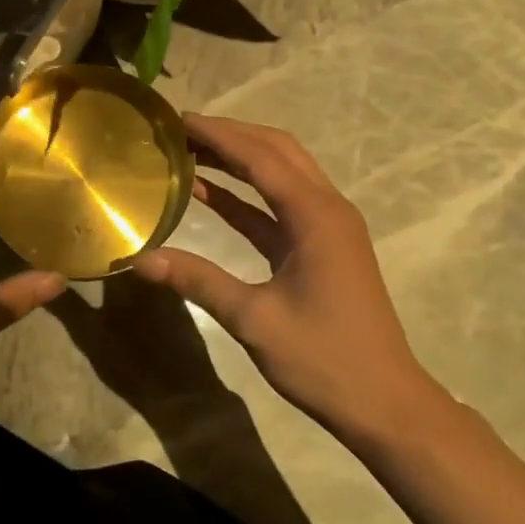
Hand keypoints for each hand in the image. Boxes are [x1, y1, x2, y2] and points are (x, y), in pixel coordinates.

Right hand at [131, 115, 435, 448]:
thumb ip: (197, 281)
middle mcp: (327, 208)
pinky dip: (246, 194)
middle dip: (231, 135)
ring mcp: (328, 226)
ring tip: (191, 151)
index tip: (178, 120)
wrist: (385, 403)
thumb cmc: (324, 360)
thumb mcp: (254, 320)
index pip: (261, 157)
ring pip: (281, 173)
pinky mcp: (322, 246)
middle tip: (182, 131)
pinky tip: (210, 193)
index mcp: (316, 216)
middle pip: (277, 151)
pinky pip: (280, 205)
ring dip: (240, 159)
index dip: (218, 135)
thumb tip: (139, 259)